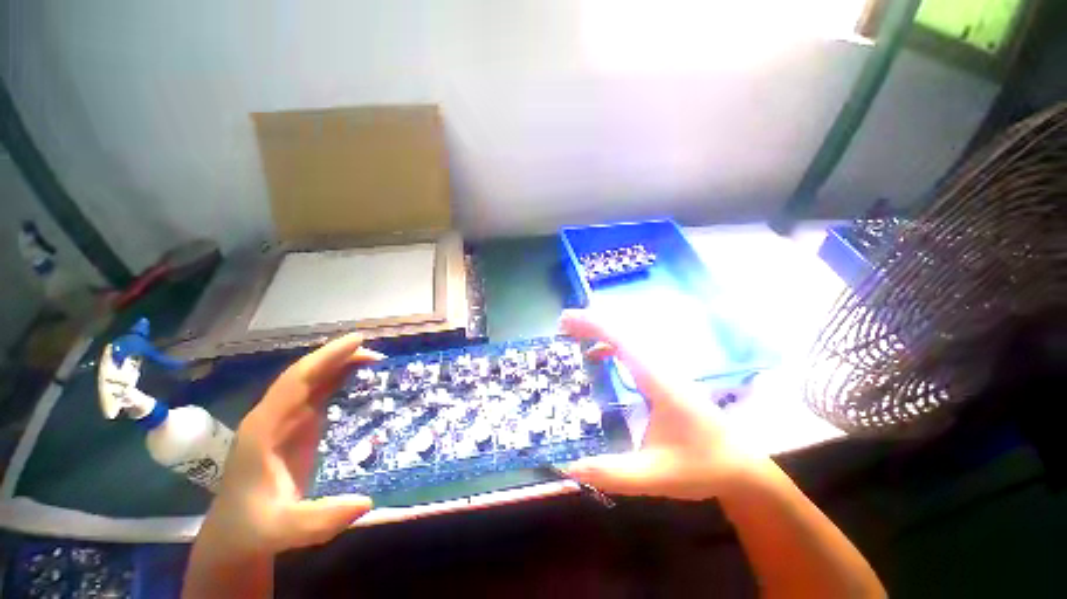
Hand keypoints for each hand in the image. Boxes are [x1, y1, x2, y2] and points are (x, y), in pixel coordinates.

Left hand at [194, 334, 382, 561]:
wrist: (236, 536)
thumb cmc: (255, 529)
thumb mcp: (283, 530)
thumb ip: (319, 520)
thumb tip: (366, 502)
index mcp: (265, 428)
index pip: (297, 381)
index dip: (327, 358)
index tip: (358, 342)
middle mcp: (273, 416)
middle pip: (306, 374)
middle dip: (338, 356)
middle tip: (375, 352)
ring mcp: (283, 421)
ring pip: (312, 381)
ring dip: (339, 365)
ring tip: (372, 359)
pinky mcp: (294, 428)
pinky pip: (317, 393)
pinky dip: (337, 379)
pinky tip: (354, 376)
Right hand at [560, 310, 757, 500]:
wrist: (742, 468)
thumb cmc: (702, 467)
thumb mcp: (655, 475)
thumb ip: (612, 473)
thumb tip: (567, 467)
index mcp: (658, 382)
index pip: (622, 342)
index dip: (593, 326)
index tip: (566, 321)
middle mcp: (661, 368)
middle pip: (623, 333)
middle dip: (591, 323)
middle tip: (562, 324)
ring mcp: (664, 371)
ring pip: (628, 339)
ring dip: (600, 331)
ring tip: (573, 333)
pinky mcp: (663, 377)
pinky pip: (632, 351)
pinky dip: (611, 345)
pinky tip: (598, 356)